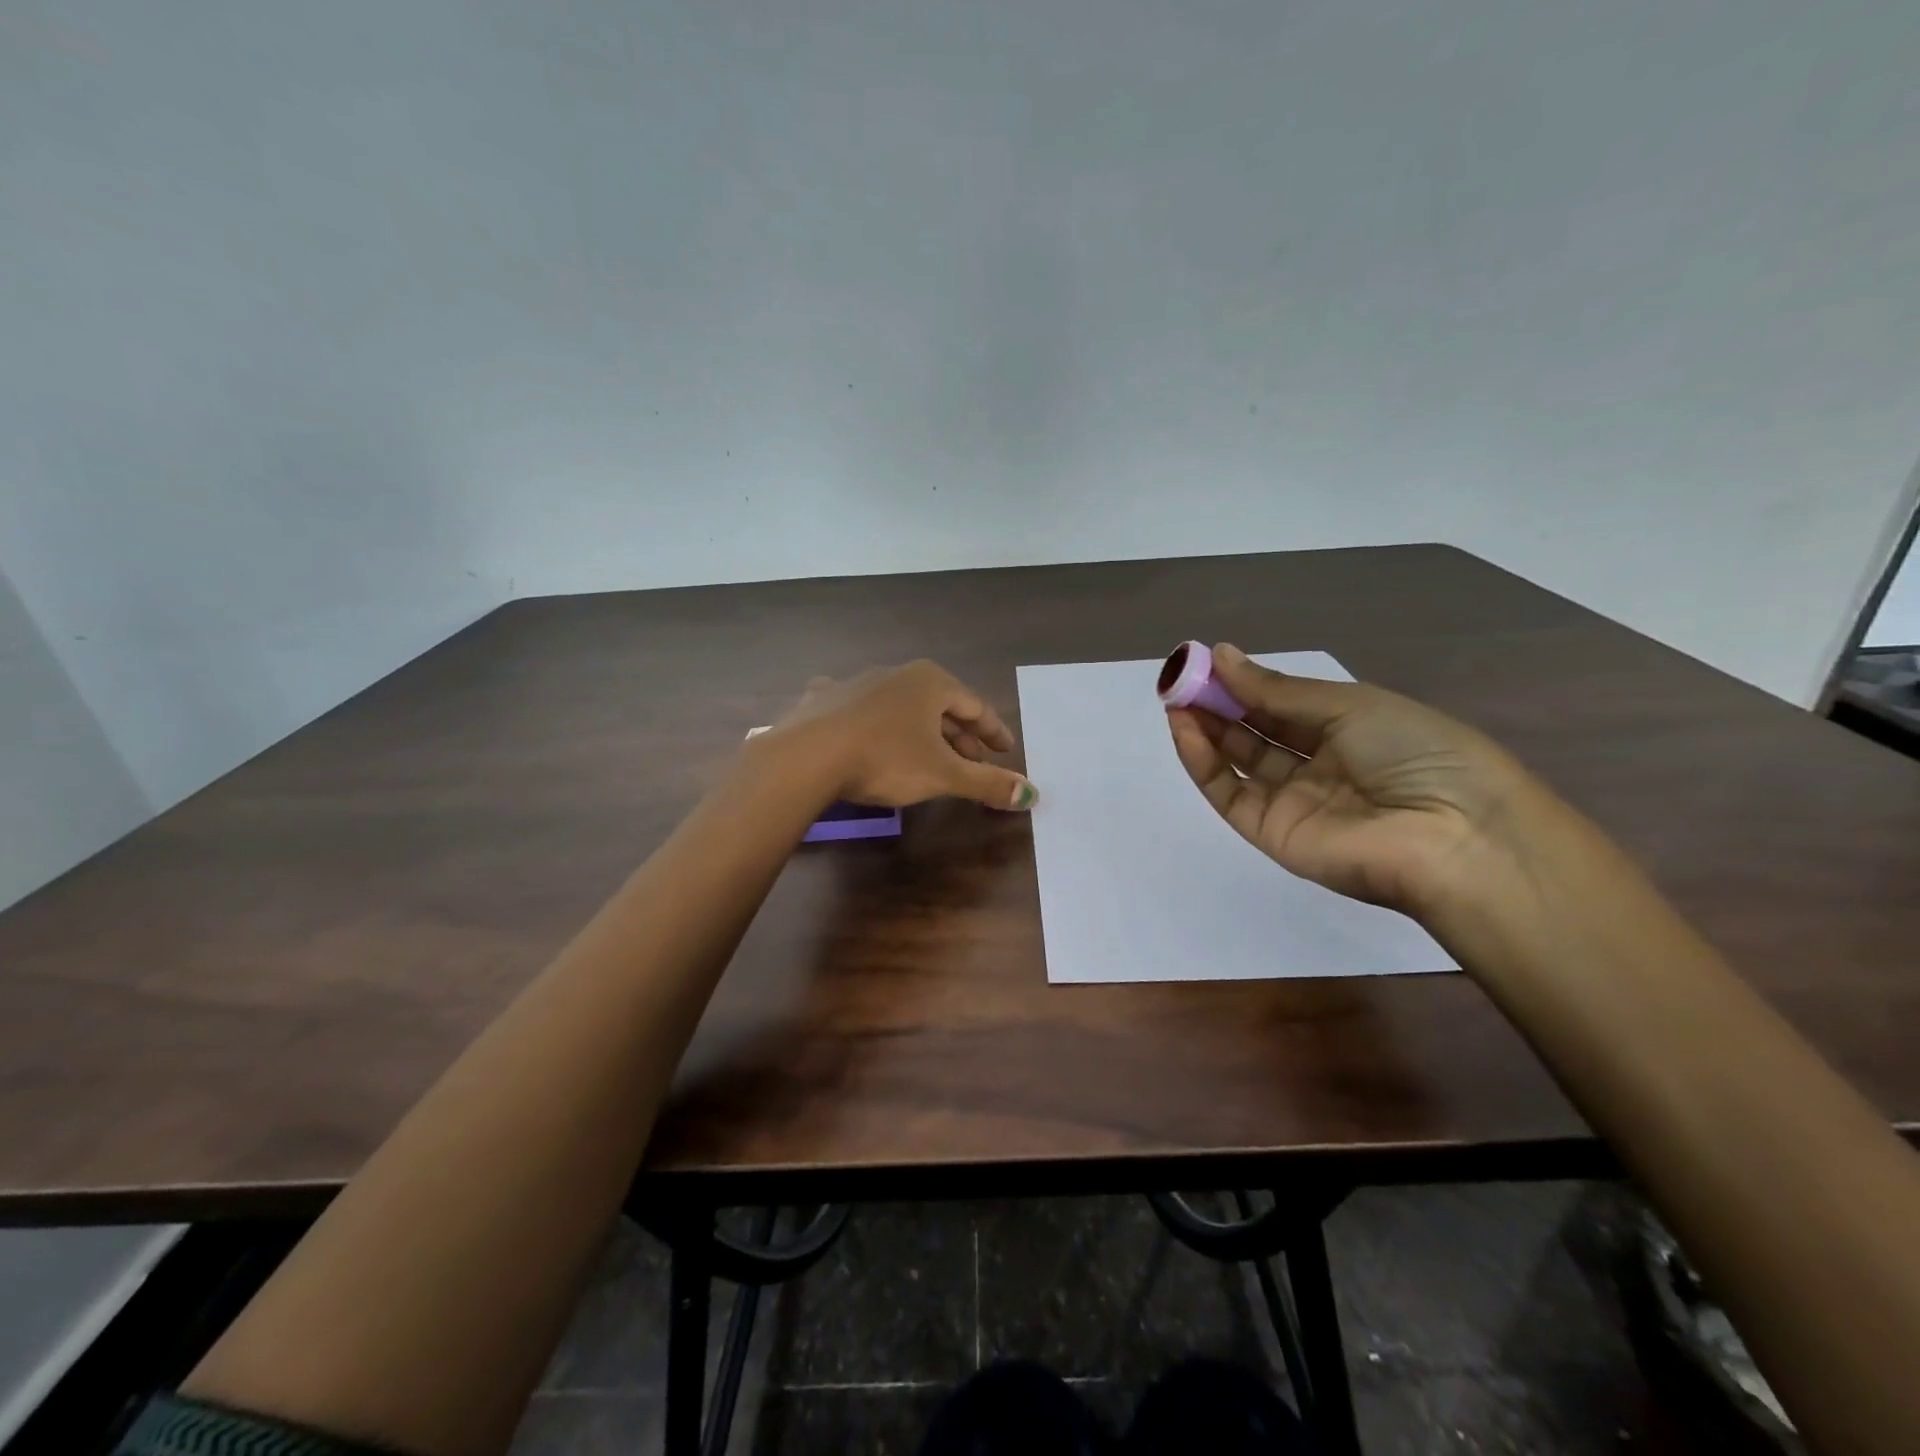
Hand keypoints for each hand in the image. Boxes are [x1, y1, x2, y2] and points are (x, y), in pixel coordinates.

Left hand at [763, 660, 1038, 811]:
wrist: (806, 757)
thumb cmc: (886, 759)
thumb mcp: (943, 775)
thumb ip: (987, 783)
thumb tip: (1032, 794)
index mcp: (930, 683)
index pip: (975, 706)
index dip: (993, 730)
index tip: (1006, 749)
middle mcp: (895, 674)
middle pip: (938, 706)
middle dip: (958, 735)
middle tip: (973, 760)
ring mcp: (855, 683)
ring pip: (899, 707)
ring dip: (918, 731)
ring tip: (927, 755)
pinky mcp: (823, 700)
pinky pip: (858, 711)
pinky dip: (872, 725)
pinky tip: (866, 734)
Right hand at [1165, 644, 1547, 915]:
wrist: (1453, 836)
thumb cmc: (1415, 752)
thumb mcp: (1349, 705)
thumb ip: (1276, 689)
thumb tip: (1221, 655)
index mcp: (1347, 731)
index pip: (1282, 705)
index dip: (1244, 683)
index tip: (1205, 660)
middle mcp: (1317, 766)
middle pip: (1255, 732)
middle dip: (1217, 703)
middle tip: (1180, 677)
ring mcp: (1292, 802)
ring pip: (1237, 761)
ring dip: (1204, 729)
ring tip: (1174, 698)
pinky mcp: (1271, 833)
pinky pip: (1230, 794)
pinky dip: (1203, 763)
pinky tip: (1186, 731)